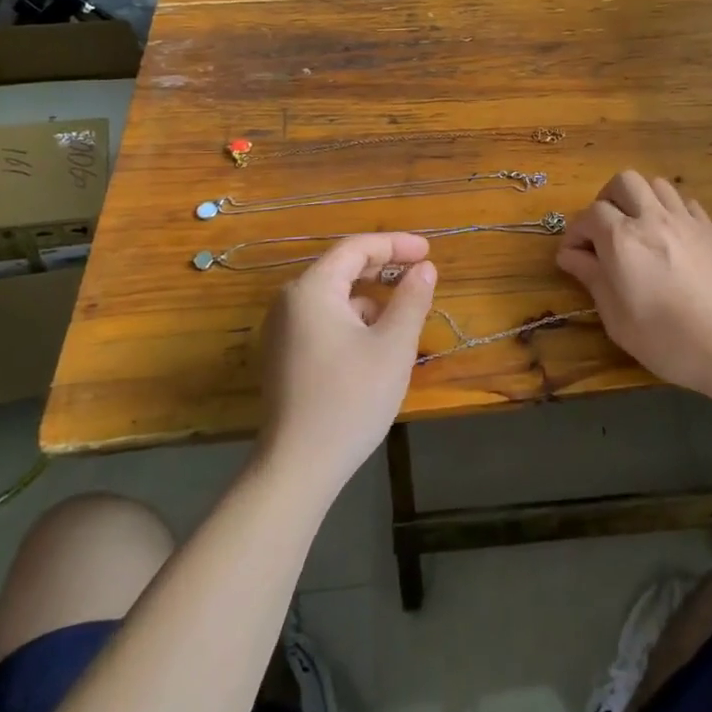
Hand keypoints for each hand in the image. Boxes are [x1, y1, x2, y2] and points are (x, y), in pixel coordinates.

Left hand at [256, 233, 436, 498]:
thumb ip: (411, 299)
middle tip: (420, 272)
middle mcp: (290, 302)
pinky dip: (353, 320)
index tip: (428, 251)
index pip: (356, 249)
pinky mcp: (284, 356)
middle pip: (342, 268)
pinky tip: (376, 344)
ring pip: (334, 297)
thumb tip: (425, 269)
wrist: (297, 467)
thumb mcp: (393, 346)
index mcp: (312, 290)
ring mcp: (282, 330)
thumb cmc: (351, 398)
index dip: (395, 245)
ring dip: (370, 297)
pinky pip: (323, 320)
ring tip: (404, 315)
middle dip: (384, 268)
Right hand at [556, 171, 711, 407]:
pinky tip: (669, 237)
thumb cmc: (670, 340)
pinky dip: (669, 210)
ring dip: (639, 199)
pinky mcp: (711, 230)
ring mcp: (686, 220)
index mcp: (623, 239)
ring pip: (655, 184)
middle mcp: (652, 218)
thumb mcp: (618, 320)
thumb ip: (593, 279)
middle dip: (606, 200)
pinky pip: (684, 202)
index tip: (573, 256)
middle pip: (623, 182)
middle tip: (603, 232)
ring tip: (636, 229)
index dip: (576, 232)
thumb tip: (570, 255)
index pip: (589, 215)